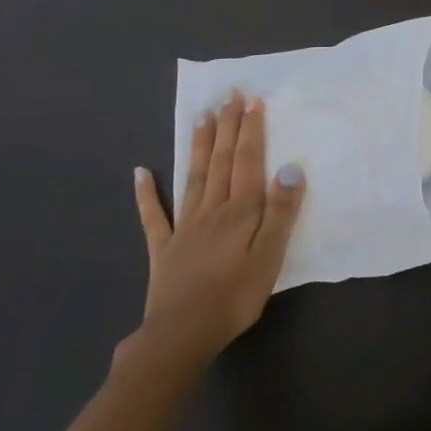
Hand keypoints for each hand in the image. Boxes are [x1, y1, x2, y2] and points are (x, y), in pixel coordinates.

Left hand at [128, 93, 304, 363]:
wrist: (181, 335)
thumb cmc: (235, 297)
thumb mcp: (270, 256)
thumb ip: (280, 211)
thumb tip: (290, 167)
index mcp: (240, 212)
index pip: (248, 162)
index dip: (251, 131)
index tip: (253, 101)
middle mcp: (211, 209)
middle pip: (222, 161)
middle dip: (228, 127)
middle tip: (229, 95)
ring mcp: (184, 227)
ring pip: (194, 177)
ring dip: (200, 145)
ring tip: (202, 116)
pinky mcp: (164, 248)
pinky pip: (153, 216)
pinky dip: (146, 193)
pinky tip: (140, 172)